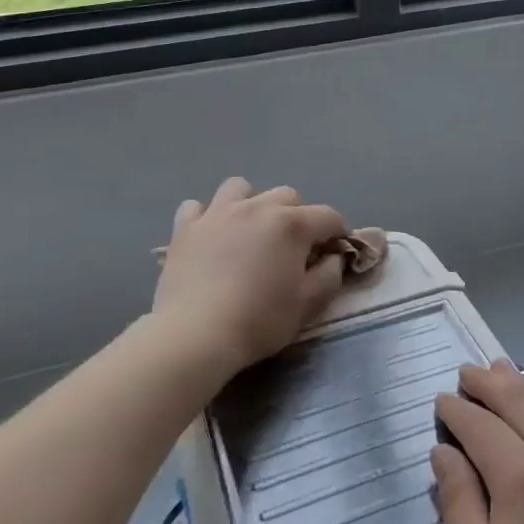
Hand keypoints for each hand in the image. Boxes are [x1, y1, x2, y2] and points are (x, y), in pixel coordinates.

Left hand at [153, 177, 349, 374]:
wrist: (196, 334)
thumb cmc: (259, 320)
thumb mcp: (308, 305)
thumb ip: (330, 275)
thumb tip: (333, 257)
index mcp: (291, 224)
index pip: (328, 216)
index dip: (338, 233)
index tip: (334, 253)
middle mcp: (256, 207)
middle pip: (287, 196)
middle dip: (298, 216)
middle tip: (293, 247)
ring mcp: (217, 212)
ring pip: (241, 188)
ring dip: (252, 203)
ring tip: (250, 230)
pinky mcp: (185, 227)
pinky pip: (198, 207)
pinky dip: (208, 217)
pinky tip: (210, 236)